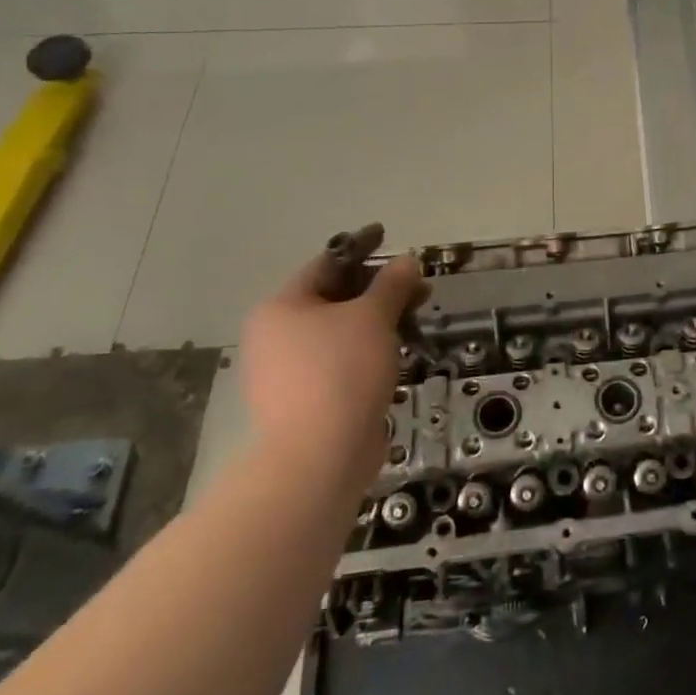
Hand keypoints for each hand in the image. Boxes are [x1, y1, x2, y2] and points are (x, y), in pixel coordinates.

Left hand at [239, 250, 427, 480]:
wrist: (318, 457)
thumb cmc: (341, 372)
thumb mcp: (373, 317)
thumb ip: (392, 284)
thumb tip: (407, 260)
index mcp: (282, 308)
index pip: (326, 265)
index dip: (362, 249)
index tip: (388, 237)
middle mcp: (276, 335)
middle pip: (335, 298)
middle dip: (379, 289)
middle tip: (419, 287)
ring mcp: (288, 371)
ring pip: (340, 332)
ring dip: (378, 321)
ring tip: (415, 320)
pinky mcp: (306, 400)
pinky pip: (341, 361)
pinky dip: (368, 351)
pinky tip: (396, 353)